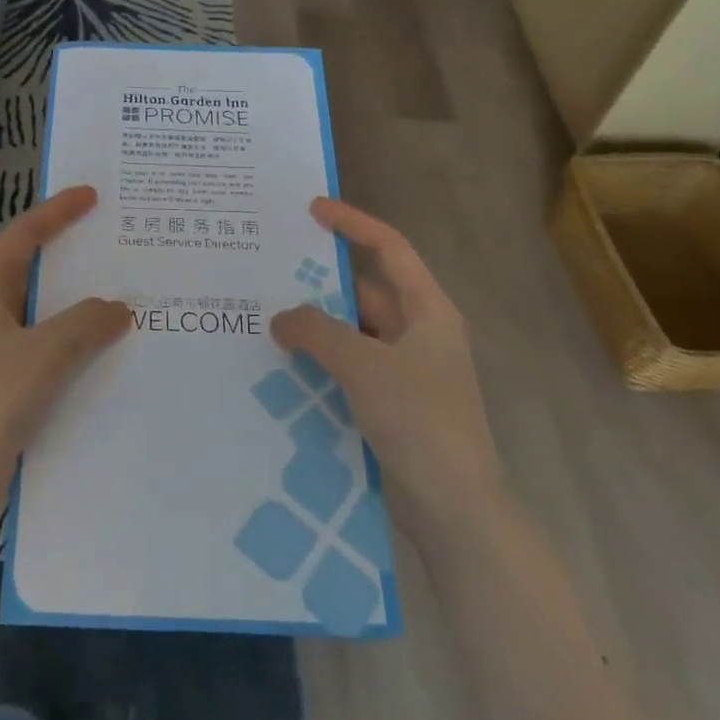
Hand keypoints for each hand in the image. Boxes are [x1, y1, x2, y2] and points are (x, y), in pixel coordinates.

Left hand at [0, 185, 128, 502]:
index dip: (56, 212)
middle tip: (114, 245)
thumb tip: (119, 308)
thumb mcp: (44, 353)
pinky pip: (44, 351)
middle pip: (33, 272)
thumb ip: (85, 323)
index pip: (23, 237)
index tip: (91, 196)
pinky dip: (73, 345)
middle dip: (71, 258)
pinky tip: (104, 356)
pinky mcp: (1, 387)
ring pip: (42, 316)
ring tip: (122, 297)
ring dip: (77, 307)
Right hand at [270, 198, 501, 531]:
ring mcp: (404, 372)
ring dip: (315, 327)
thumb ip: (318, 332)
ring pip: (352, 334)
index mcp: (428, 312)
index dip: (354, 224)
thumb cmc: (420, 422)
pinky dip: (319, 362)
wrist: (455, 508)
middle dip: (320, 283)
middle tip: (269, 272)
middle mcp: (418, 334)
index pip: (390, 250)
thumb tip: (280, 318)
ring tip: (264, 317)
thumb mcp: (365, 366)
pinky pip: (347, 368)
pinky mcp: (389, 404)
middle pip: (364, 292)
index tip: (313, 210)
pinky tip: (281, 365)